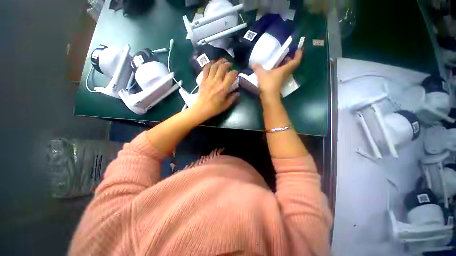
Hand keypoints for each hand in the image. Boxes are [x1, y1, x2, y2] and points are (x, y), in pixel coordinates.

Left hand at [190, 58, 239, 120]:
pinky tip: (211, 63)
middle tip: (229, 64)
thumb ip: (232, 98)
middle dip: (227, 64)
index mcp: (223, 88)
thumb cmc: (214, 108)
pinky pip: (205, 70)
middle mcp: (216, 82)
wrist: (201, 109)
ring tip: (222, 61)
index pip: (231, 75)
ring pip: (214, 66)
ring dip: (219, 62)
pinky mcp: (203, 80)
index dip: (235, 72)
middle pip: (222, 68)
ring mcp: (208, 80)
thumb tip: (238, 93)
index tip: (236, 73)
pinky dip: (208, 65)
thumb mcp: (226, 105)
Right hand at [252, 50, 302, 101]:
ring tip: (277, 61)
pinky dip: (278, 71)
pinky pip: (280, 75)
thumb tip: (253, 64)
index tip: (298, 49)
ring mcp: (281, 80)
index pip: (295, 61)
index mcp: (284, 70)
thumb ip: (258, 68)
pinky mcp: (277, 84)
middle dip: (289, 60)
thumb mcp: (261, 74)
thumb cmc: (268, 84)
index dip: (298, 55)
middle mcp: (285, 74)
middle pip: (291, 66)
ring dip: (283, 66)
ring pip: (285, 71)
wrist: (269, 97)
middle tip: (285, 55)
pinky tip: (271, 70)